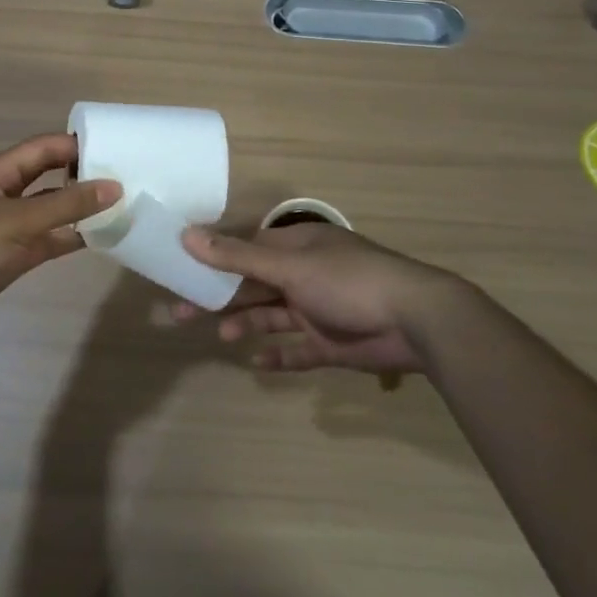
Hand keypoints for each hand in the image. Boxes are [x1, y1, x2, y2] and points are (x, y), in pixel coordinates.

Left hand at [0, 133, 120, 346]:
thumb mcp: (16, 222)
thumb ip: (65, 205)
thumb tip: (114, 186)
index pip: (42, 148)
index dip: (75, 145)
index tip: (115, 149)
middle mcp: (4, 194)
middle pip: (48, 176)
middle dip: (81, 175)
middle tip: (125, 176)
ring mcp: (8, 226)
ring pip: (51, 210)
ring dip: (79, 209)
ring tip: (121, 205)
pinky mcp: (12, 255)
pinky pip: (48, 239)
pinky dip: (70, 237)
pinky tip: (101, 237)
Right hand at [174, 223, 457, 373]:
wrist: (416, 321)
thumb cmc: (348, 281)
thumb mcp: (289, 266)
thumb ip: (238, 257)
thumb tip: (187, 235)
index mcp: (296, 247)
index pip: (245, 248)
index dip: (213, 258)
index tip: (180, 269)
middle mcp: (304, 274)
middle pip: (252, 283)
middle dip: (220, 297)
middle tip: (180, 312)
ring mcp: (318, 308)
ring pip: (271, 315)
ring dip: (245, 323)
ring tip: (221, 336)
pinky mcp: (332, 343)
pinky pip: (298, 349)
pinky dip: (279, 355)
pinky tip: (258, 362)